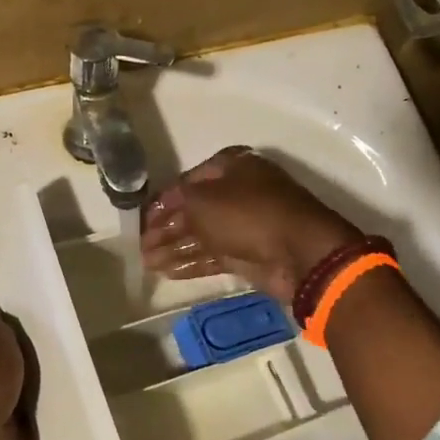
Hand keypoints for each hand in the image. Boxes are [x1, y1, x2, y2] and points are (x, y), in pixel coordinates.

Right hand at [140, 147, 361, 304]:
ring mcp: (245, 225)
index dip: (165, 198)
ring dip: (174, 248)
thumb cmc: (247, 213)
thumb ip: (179, 201)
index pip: (190, 180)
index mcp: (234, 167)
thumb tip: (165, 206)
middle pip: (194, 210)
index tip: (143, 217)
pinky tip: (167, 272)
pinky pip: (213, 256)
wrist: (298, 253)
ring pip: (202, 235)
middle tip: (141, 244)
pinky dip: (191, 263)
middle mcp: (239, 193)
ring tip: (147, 263)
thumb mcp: (203, 199)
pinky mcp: (249, 254)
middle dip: (166, 227)